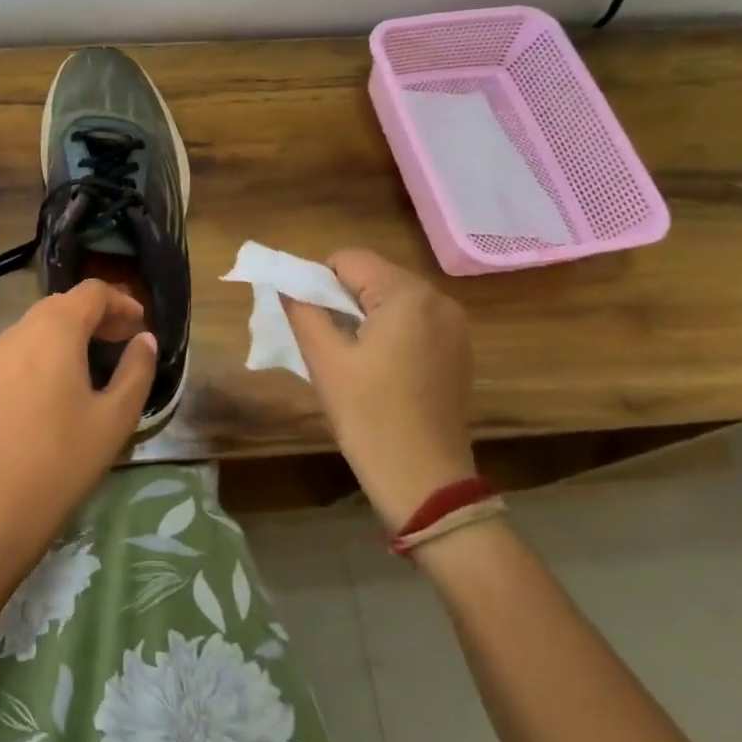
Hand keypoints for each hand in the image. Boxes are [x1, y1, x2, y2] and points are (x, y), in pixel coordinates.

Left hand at [0, 280, 157, 573]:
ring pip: (34, 327)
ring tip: (87, 361)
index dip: (120, 301)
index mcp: (56, 332)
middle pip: (61, 304)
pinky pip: (14, 352)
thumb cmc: (65, 458)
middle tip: (119, 340)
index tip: (139, 324)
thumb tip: (144, 339)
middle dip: (94, 315)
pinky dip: (39, 353)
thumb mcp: (116, 417)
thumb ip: (137, 370)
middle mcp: (20, 332)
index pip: (91, 292)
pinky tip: (49, 389)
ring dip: (65, 332)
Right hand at [283, 249, 474, 531]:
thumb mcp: (325, 360)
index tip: (307, 320)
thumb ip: (301, 309)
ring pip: (391, 298)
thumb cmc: (370, 417)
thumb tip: (284, 283)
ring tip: (349, 358)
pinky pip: (412, 320)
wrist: (425, 482)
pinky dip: (387, 331)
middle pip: (372, 275)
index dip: (317, 281)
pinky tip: (378, 369)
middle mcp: (438, 298)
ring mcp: (454, 325)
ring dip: (363, 315)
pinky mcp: (458, 349)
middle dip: (341, 298)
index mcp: (407, 294)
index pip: (348, 259)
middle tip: (324, 341)